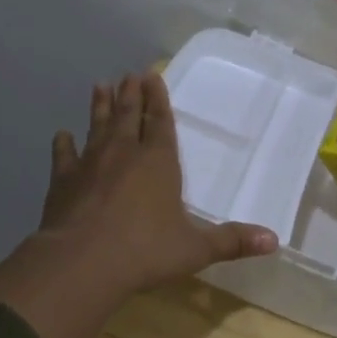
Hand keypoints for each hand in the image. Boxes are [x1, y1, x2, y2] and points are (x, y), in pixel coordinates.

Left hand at [38, 73, 276, 296]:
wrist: (83, 263)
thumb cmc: (146, 251)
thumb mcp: (195, 249)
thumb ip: (232, 241)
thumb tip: (274, 240)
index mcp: (159, 162)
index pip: (160, 122)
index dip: (158, 99)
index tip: (152, 75)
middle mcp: (124, 153)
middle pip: (129, 116)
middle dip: (131, 94)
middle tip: (129, 74)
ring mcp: (91, 164)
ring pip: (98, 126)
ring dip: (100, 106)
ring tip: (100, 86)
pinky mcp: (63, 181)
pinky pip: (64, 156)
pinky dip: (64, 144)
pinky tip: (62, 135)